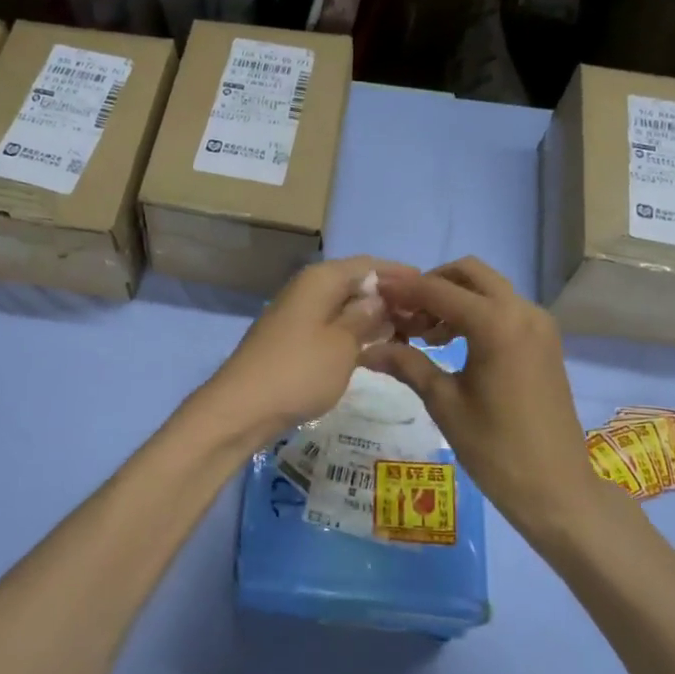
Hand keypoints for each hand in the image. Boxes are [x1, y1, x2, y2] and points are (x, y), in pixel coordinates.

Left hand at [194, 256, 409, 451]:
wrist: (243, 408)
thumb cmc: (299, 371)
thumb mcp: (342, 344)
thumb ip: (365, 317)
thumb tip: (380, 298)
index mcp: (321, 280)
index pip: (368, 265)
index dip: (400, 274)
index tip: (431, 289)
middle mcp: (308, 289)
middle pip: (356, 284)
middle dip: (389, 298)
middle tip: (425, 318)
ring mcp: (298, 315)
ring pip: (344, 307)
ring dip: (373, 318)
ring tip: (409, 334)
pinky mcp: (293, 340)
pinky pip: (332, 327)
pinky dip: (354, 334)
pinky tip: (376, 349)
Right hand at [365, 258, 614, 533]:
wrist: (556, 489)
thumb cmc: (495, 449)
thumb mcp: (444, 403)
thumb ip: (407, 364)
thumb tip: (365, 349)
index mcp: (496, 323)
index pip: (438, 290)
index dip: (403, 290)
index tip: (374, 295)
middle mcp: (522, 311)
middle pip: (469, 273)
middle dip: (432, 285)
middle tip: (403, 315)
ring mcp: (539, 324)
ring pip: (488, 289)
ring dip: (453, 298)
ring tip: (423, 336)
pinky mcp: (545, 341)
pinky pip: (504, 308)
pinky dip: (475, 313)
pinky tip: (452, 345)